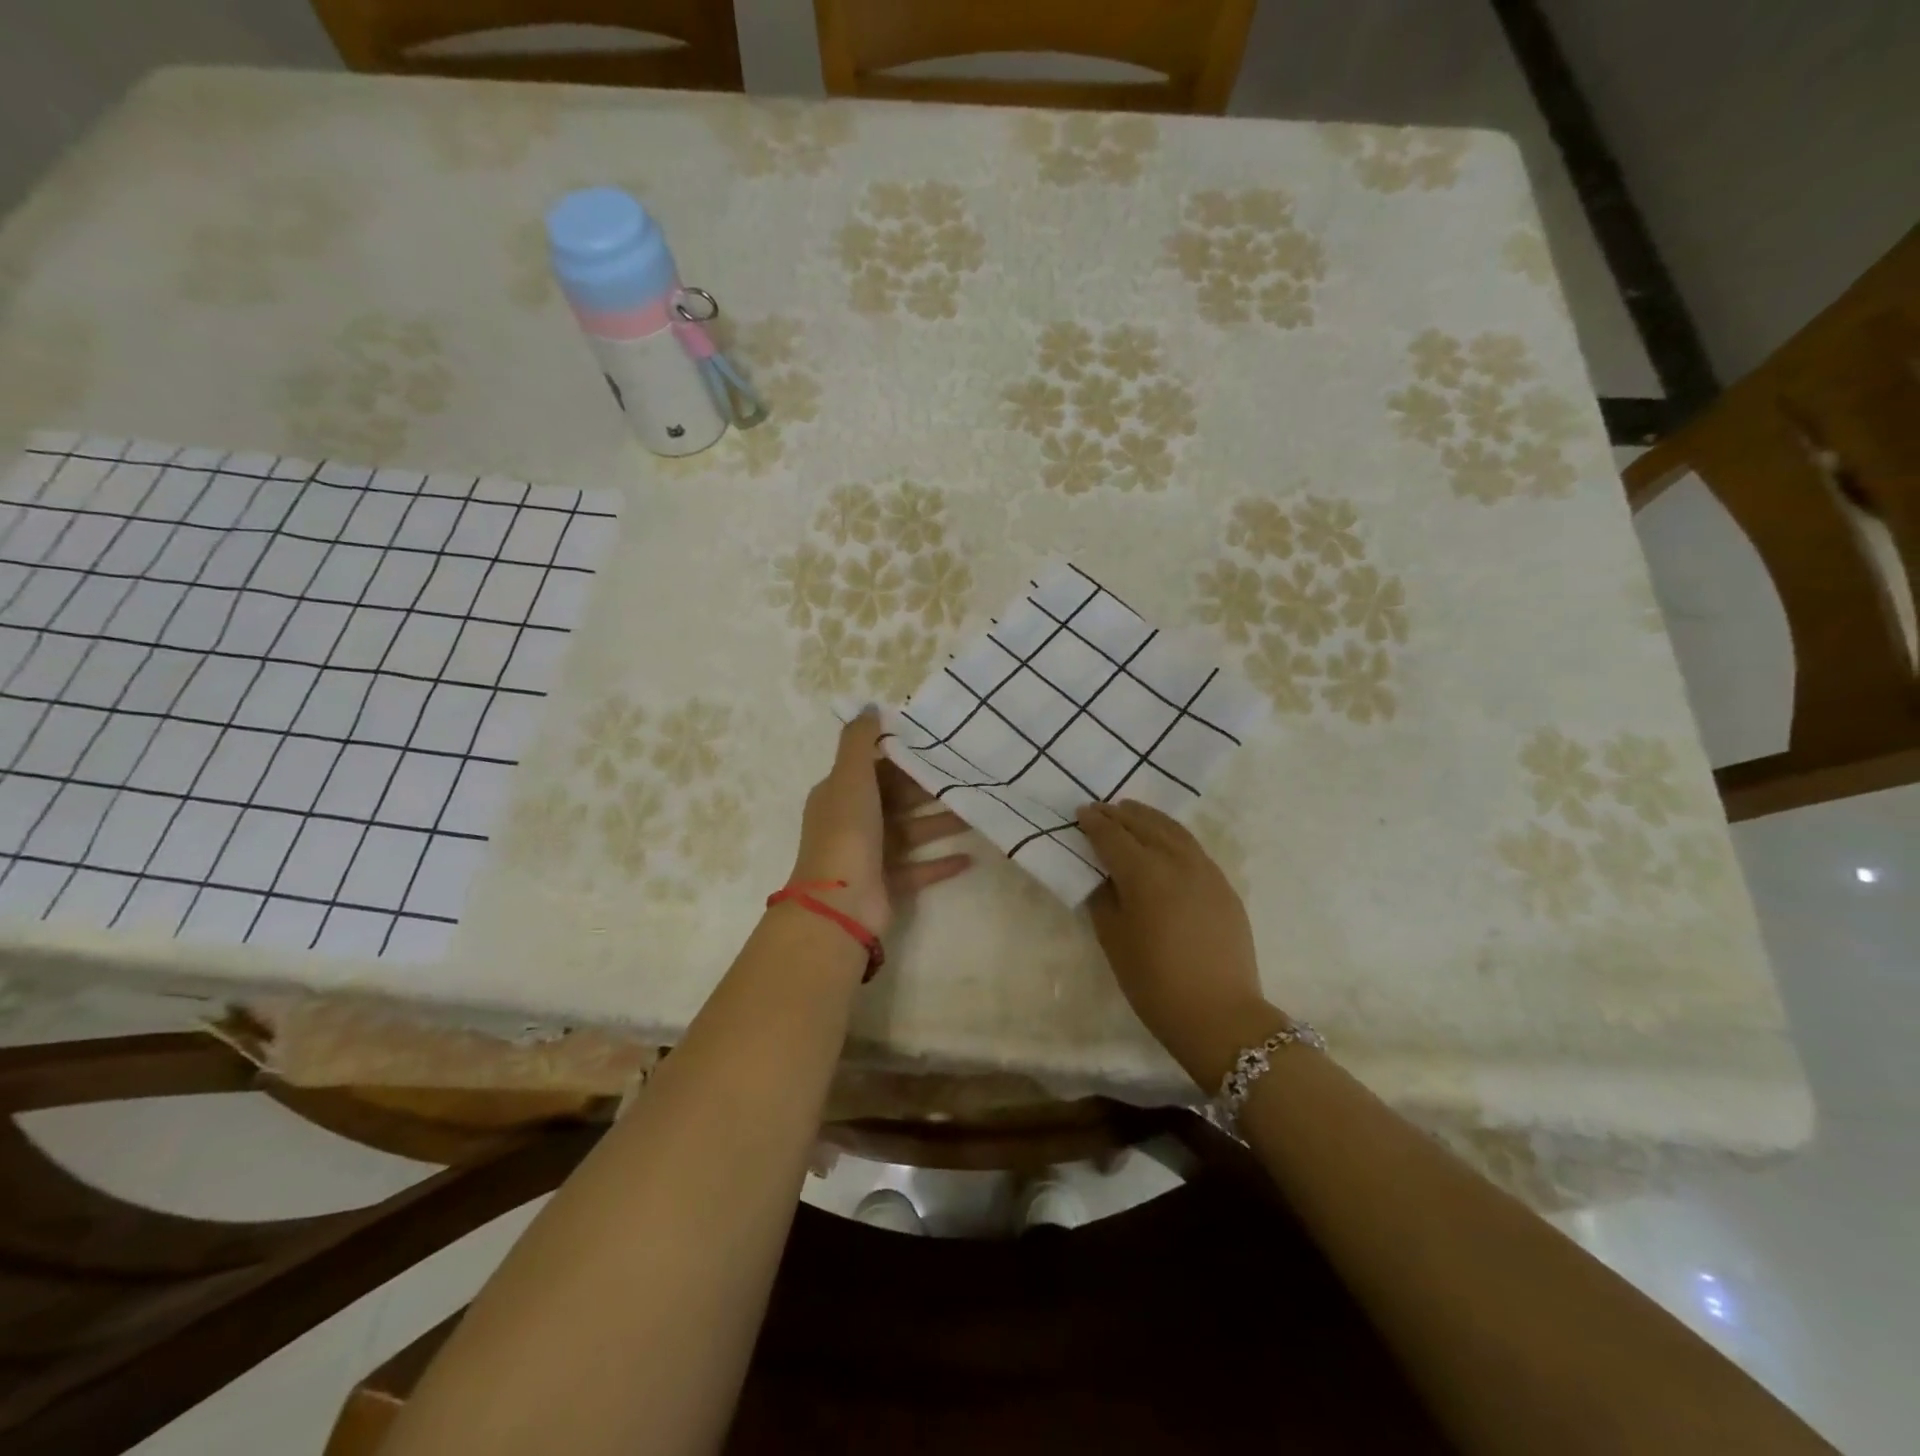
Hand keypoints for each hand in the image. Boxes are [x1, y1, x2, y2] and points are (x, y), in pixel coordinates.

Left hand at [787, 710, 972, 935]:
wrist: (839, 904)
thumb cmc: (846, 832)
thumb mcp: (850, 776)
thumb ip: (859, 741)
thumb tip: (870, 707)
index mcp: (840, 794)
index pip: (874, 768)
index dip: (902, 757)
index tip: (938, 746)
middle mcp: (852, 822)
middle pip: (896, 800)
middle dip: (928, 790)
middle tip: (966, 777)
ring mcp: (869, 856)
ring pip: (911, 832)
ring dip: (940, 823)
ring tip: (975, 814)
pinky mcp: (887, 884)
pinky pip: (919, 869)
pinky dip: (941, 863)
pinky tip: (971, 858)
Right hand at [1076, 801, 1284, 1089]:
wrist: (1219, 1015)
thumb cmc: (1154, 982)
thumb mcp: (1114, 940)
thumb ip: (1104, 898)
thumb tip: (1103, 875)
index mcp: (1144, 874)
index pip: (1113, 837)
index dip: (1095, 824)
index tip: (1081, 813)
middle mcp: (1177, 861)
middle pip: (1144, 825)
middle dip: (1119, 815)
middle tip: (1100, 809)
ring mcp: (1206, 871)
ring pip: (1173, 830)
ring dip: (1148, 818)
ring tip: (1131, 813)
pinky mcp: (1224, 886)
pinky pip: (1193, 847)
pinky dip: (1172, 835)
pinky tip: (1165, 841)